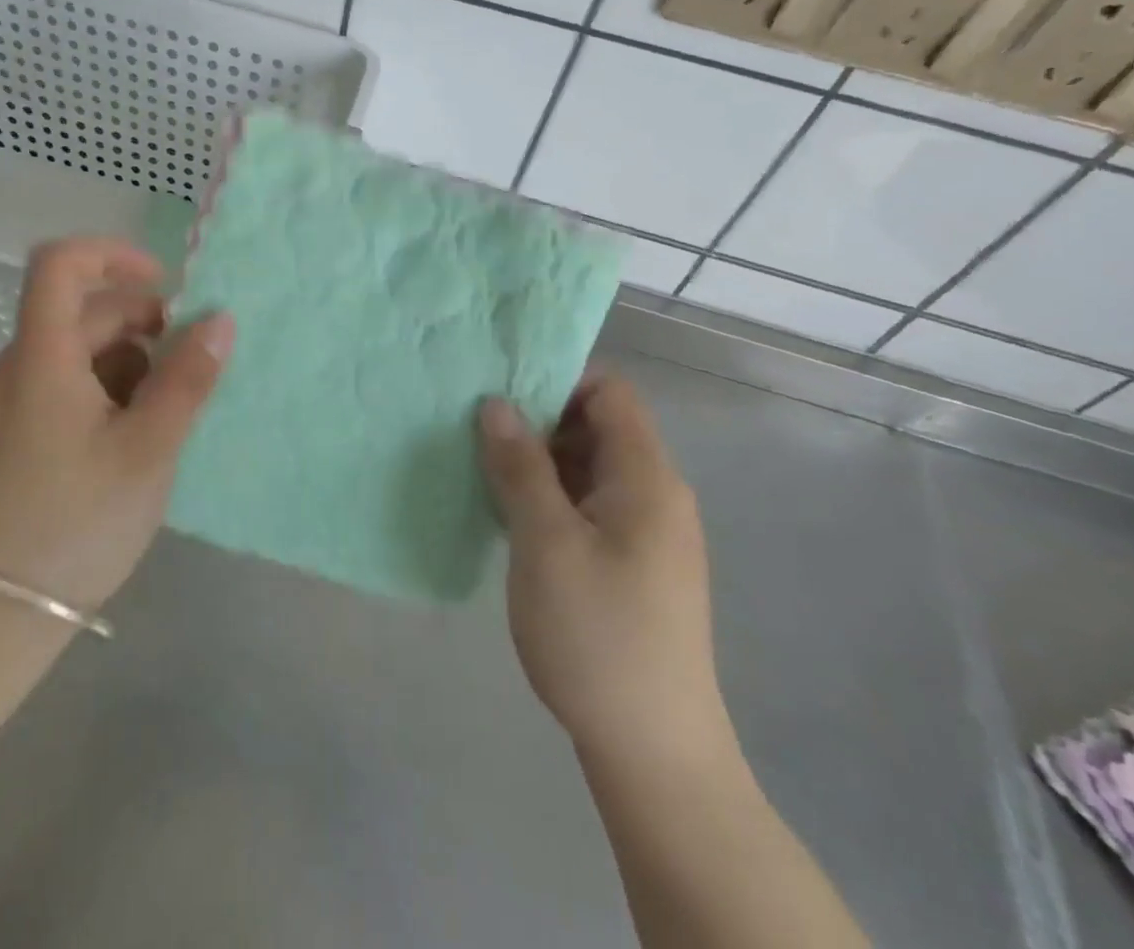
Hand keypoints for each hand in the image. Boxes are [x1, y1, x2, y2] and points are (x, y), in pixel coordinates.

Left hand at [0, 237, 233, 612]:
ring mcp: (12, 398)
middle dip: (143, 325)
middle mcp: (17, 364)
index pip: (60, 263)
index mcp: (41, 357)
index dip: (113, 255)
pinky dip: (108, 387)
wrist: (1, 611)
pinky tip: (135, 433)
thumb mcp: (149, 447)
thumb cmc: (79, 521)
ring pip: (80, 348)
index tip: (165, 285)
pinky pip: (67, 380)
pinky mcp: (16, 427)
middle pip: (82, 311)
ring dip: (130, 361)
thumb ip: (188, 378)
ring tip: (163, 414)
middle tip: (188, 368)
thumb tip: (220, 320)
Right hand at [477, 372, 731, 761]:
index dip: (557, 380)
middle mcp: (655, 495)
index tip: (502, 393)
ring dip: (539, 463)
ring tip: (483, 470)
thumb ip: (520, 465)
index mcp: (647, 477)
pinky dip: (550, 498)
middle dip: (538, 421)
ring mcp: (646, 533)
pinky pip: (588, 506)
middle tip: (478, 432)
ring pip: (588, 469)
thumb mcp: (545, 542)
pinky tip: (510, 517)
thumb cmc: (598, 635)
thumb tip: (495, 402)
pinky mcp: (632, 565)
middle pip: (597, 427)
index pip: (609, 392)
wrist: (654, 752)